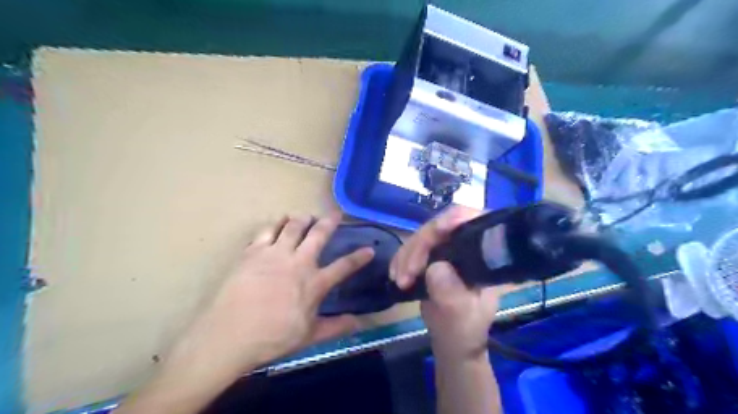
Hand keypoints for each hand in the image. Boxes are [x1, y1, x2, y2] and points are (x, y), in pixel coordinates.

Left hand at [117, 214, 374, 413]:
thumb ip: (336, 327)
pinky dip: (275, 223)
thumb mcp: (308, 336)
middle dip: (330, 222)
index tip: (369, 249)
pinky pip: (266, 230)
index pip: (344, 266)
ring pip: (293, 226)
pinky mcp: (253, 252)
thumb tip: (359, 323)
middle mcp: (298, 262)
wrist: (229, 335)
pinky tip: (277, 222)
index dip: (359, 257)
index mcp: (314, 283)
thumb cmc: (272, 338)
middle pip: (318, 235)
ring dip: (302, 218)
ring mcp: (275, 254)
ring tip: (306, 215)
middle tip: (336, 213)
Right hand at [388, 208, 497, 359]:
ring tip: (399, 280)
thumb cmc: (465, 331)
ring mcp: (448, 249)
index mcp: (485, 257)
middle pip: (441, 227)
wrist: (452, 341)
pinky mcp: (432, 256)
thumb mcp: (461, 318)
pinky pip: (413, 247)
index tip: (436, 231)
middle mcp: (467, 247)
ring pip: (423, 236)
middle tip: (406, 274)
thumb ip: (452, 296)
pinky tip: (396, 275)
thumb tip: (435, 268)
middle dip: (420, 246)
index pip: (474, 222)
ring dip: (407, 255)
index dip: (455, 219)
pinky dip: (401, 259)